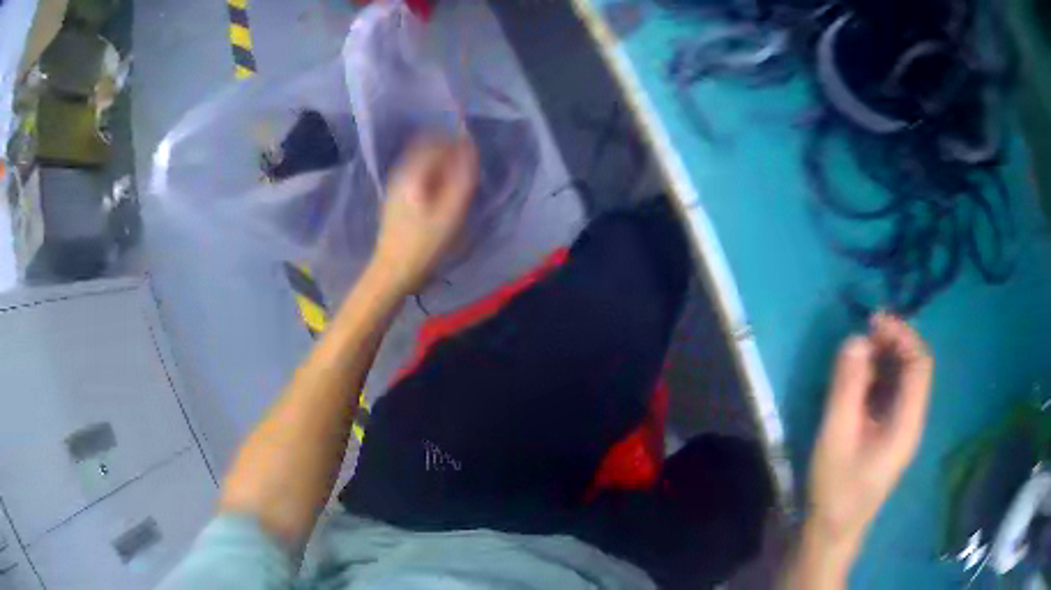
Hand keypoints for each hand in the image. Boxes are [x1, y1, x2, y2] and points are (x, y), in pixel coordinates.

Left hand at [370, 135, 477, 294]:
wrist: (393, 273)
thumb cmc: (424, 244)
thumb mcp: (451, 211)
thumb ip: (463, 177)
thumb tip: (470, 148)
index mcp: (412, 172)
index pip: (437, 142)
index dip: (458, 144)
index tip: (474, 157)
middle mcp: (400, 173)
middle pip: (426, 148)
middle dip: (449, 152)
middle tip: (467, 169)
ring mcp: (395, 186)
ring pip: (421, 163)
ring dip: (441, 165)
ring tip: (458, 182)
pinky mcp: (395, 199)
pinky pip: (417, 176)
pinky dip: (432, 177)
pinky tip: (441, 194)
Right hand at [806, 313, 932, 563]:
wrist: (833, 531)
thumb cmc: (835, 489)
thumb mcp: (836, 436)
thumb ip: (847, 387)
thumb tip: (856, 339)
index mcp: (908, 422)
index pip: (920, 364)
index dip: (902, 334)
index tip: (873, 321)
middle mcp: (912, 420)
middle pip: (915, 368)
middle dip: (893, 342)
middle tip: (863, 333)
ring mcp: (902, 428)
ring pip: (904, 379)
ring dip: (885, 358)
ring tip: (857, 353)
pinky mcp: (889, 434)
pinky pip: (891, 393)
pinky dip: (878, 377)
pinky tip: (857, 380)